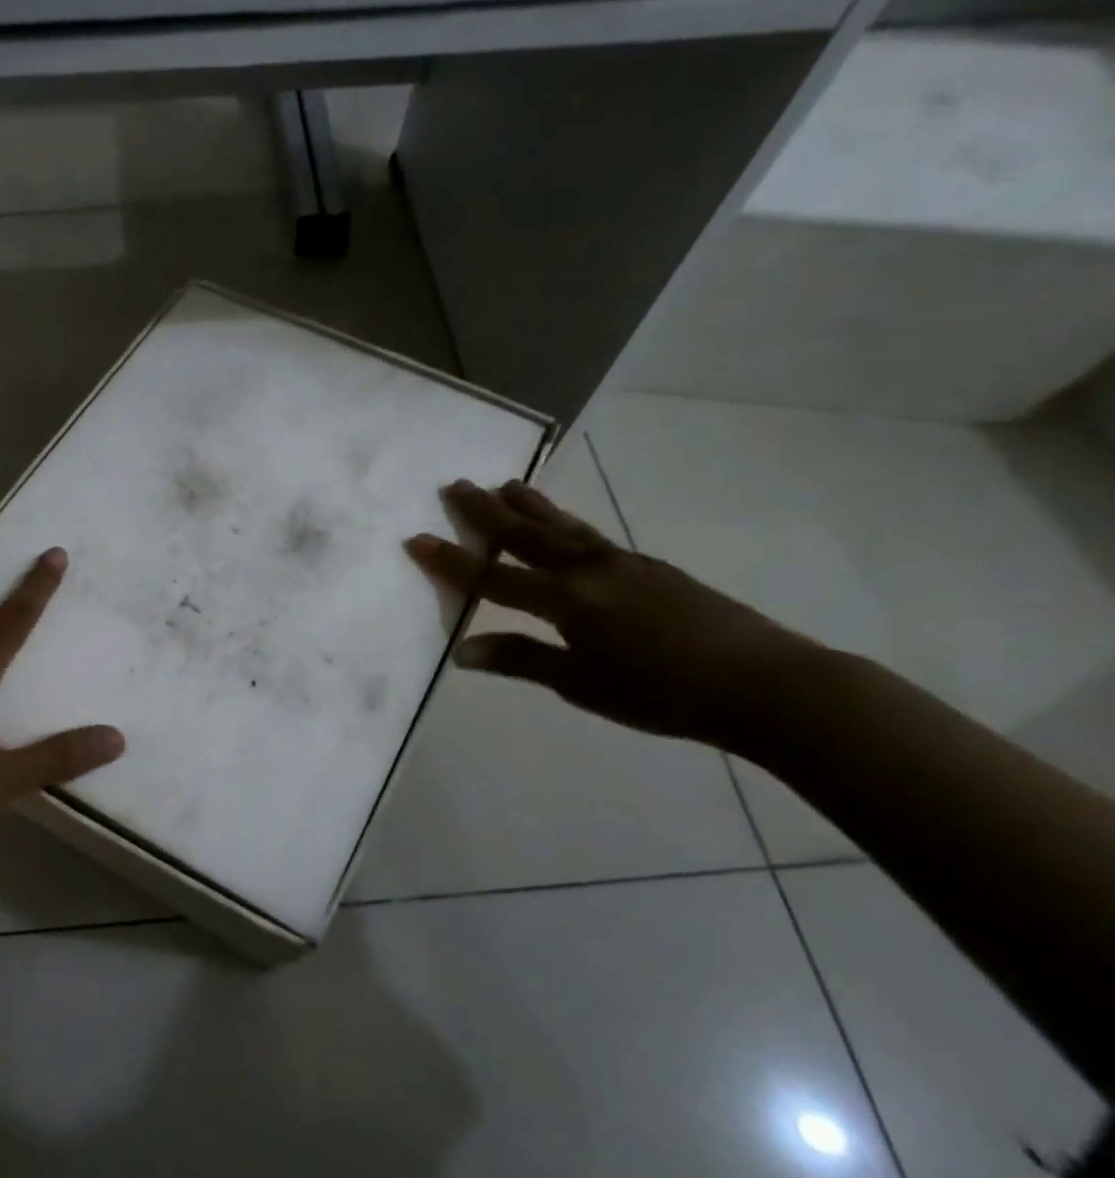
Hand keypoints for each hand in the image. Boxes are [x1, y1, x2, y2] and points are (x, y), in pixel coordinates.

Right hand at [406, 479, 817, 749]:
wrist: (762, 683)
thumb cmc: (661, 694)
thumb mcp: (581, 684)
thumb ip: (522, 660)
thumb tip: (464, 650)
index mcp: (567, 601)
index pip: (494, 576)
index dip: (451, 560)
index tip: (416, 537)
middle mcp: (589, 570)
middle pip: (527, 534)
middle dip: (486, 511)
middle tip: (455, 484)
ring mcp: (623, 563)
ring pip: (564, 526)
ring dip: (529, 505)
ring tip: (505, 484)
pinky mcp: (650, 567)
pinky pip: (591, 536)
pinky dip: (566, 522)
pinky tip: (565, 524)